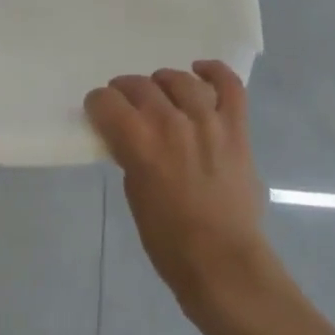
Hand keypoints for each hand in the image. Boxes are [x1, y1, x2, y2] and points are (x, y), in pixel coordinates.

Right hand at [85, 62, 275, 313]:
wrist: (224, 263)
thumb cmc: (170, 241)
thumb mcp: (134, 195)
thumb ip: (131, 155)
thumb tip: (131, 136)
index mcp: (140, 142)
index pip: (106, 102)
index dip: (98, 104)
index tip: (99, 111)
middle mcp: (171, 122)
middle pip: (140, 85)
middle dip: (125, 91)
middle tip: (125, 103)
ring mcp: (208, 120)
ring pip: (179, 80)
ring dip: (163, 82)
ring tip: (160, 91)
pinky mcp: (236, 127)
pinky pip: (229, 86)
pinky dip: (214, 72)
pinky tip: (200, 71)